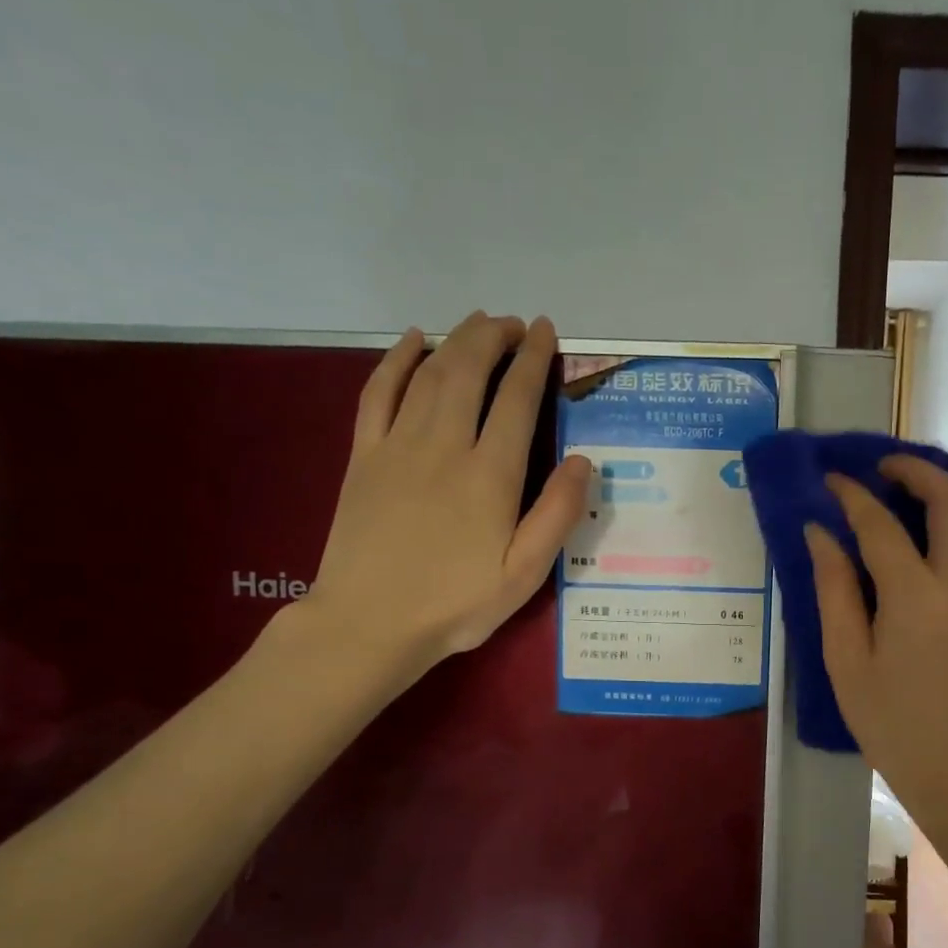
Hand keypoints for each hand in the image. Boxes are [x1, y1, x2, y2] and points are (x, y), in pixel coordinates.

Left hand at [300, 312, 591, 692]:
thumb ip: (557, 515)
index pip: (518, 399)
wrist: (369, 624)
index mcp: (490, 475)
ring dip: (456, 340)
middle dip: (495, 337)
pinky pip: (378, 392)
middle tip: (515, 323)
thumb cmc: (456, 605)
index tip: (547, 333)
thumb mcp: (523, 574)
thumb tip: (583, 461)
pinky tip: (411, 341)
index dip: (535, 360)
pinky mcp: (364, 456)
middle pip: (470, 370)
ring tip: (478, 324)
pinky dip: (395, 360)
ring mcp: (397, 446)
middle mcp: (445, 446)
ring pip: (429, 373)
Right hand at [806, 457, 947, 826]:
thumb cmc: (890, 722)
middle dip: (916, 472)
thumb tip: (820, 534)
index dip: (851, 496)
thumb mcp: (845, 661)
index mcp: (915, 598)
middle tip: (882, 469)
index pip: (880, 526)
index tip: (829, 480)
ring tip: (924, 491)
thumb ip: (833, 591)